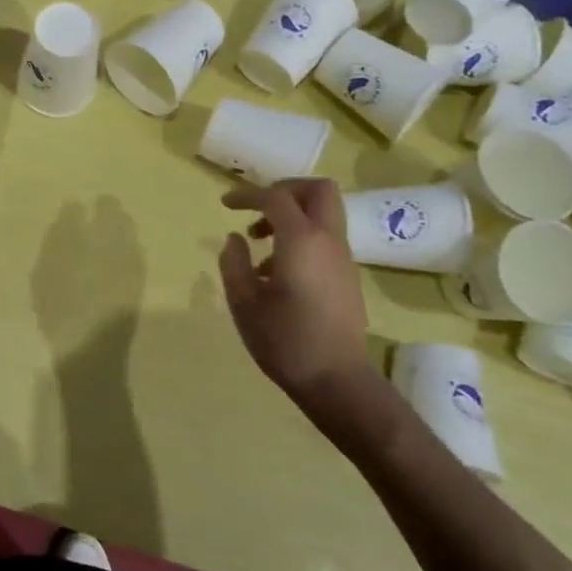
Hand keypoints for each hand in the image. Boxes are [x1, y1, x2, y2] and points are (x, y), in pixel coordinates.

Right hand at [218, 179, 403, 452]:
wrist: (336, 380)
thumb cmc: (284, 340)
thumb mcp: (244, 302)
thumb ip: (234, 263)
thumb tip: (235, 239)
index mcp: (302, 241)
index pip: (275, 198)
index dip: (247, 195)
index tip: (225, 205)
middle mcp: (328, 241)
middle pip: (317, 190)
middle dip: (285, 189)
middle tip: (257, 208)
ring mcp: (342, 258)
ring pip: (323, 214)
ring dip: (291, 216)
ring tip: (259, 245)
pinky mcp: (346, 276)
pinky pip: (324, 238)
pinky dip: (300, 237)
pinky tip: (275, 271)